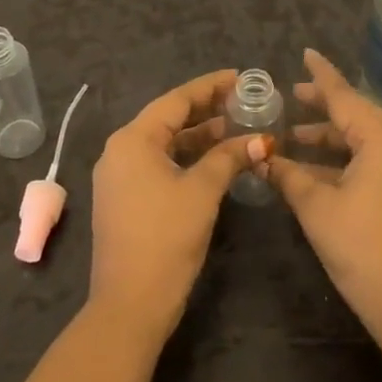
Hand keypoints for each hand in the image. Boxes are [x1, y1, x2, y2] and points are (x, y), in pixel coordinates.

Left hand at [88, 69, 267, 343]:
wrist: (129, 304)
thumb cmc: (165, 238)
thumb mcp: (202, 191)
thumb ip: (230, 158)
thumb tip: (262, 141)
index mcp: (133, 140)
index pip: (176, 100)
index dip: (210, 87)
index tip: (240, 77)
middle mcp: (120, 151)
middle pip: (168, 119)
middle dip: (206, 110)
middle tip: (243, 101)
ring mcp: (119, 177)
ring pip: (164, 144)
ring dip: (198, 136)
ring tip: (236, 128)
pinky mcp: (125, 199)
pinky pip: (158, 164)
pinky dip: (186, 158)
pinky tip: (214, 161)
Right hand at [263, 50, 381, 355]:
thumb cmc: (362, 248)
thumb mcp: (316, 208)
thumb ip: (287, 176)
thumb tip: (260, 158)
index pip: (345, 96)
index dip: (322, 75)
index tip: (305, 53)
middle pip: (356, 114)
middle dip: (323, 106)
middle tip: (292, 95)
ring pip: (362, 139)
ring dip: (329, 137)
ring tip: (294, 137)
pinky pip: (370, 159)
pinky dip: (342, 159)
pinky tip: (313, 170)